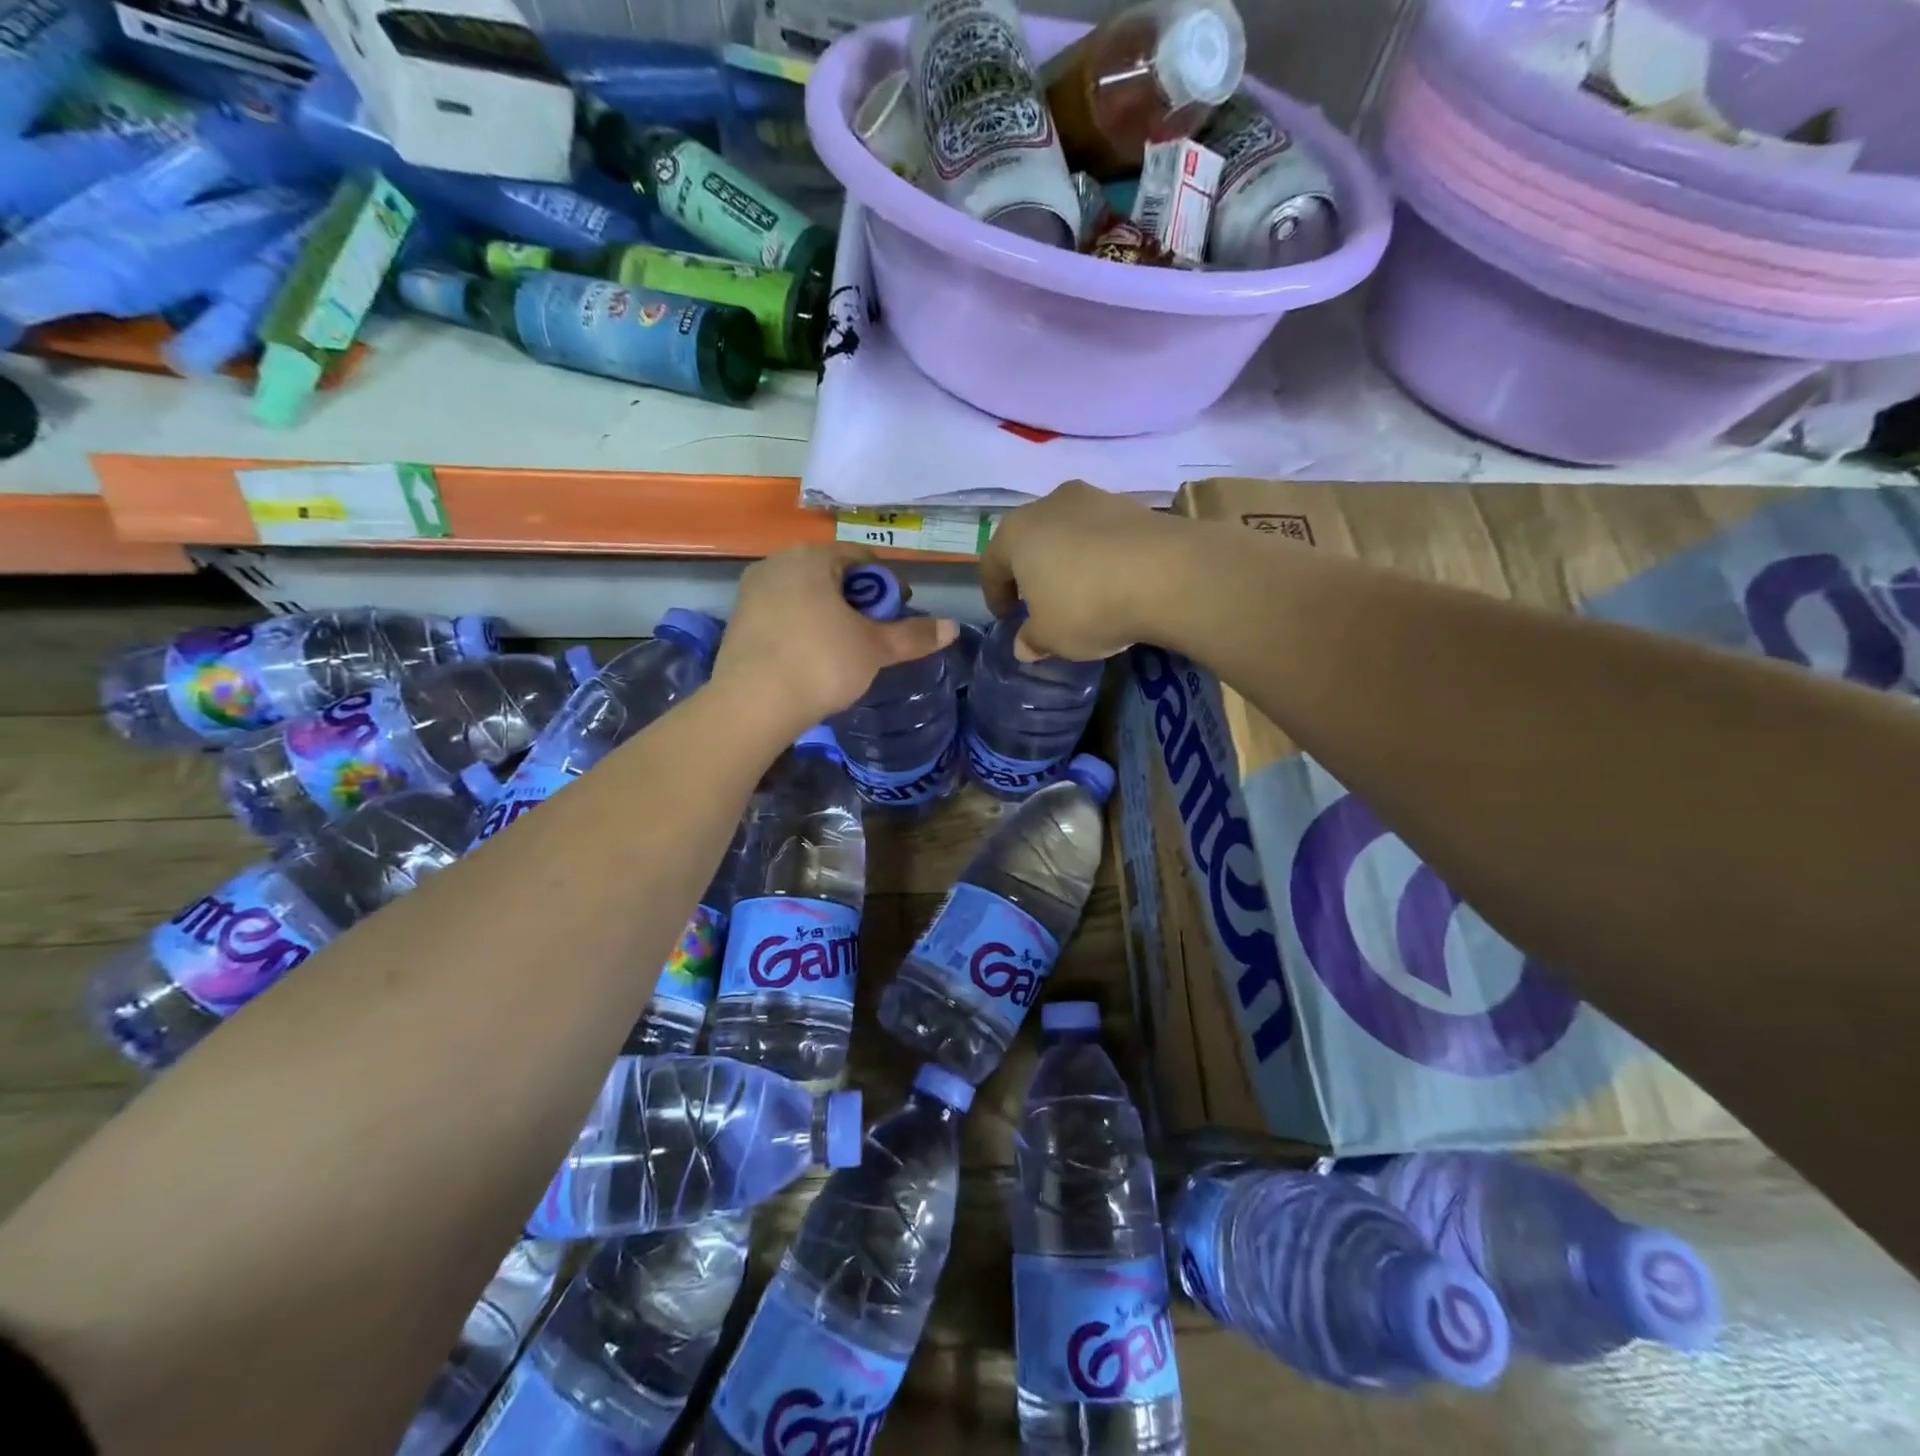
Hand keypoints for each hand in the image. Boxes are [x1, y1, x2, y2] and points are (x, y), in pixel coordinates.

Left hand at [713, 544, 957, 739]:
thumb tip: (953, 627)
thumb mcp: (875, 649)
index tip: (899, 611)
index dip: (887, 583)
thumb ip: (914, 635)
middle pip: (830, 574)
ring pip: (804, 594)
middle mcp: (777, 564)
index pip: (861, 557)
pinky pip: (781, 614)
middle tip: (874, 632)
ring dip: (829, 613)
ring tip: (845, 647)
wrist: (752, 705)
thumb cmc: (821, 664)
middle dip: (857, 599)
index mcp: (812, 558)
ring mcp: (752, 592)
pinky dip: (802, 627)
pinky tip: (811, 658)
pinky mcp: (737, 620)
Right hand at [979, 481, 1184, 659]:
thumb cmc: (1088, 606)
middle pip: (1030, 540)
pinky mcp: (1134, 505)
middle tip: (1038, 601)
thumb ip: (1032, 640)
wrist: (1168, 574)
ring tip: (1081, 590)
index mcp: (1016, 532)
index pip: (991, 564)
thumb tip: (1024, 645)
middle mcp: (1050, 504)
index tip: (1005, 618)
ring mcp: (1095, 498)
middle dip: (1031, 571)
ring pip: (1068, 532)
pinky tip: (1115, 581)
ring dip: (1068, 559)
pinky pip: (1104, 534)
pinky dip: (1102, 555)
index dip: (995, 595)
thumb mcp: (1051, 637)